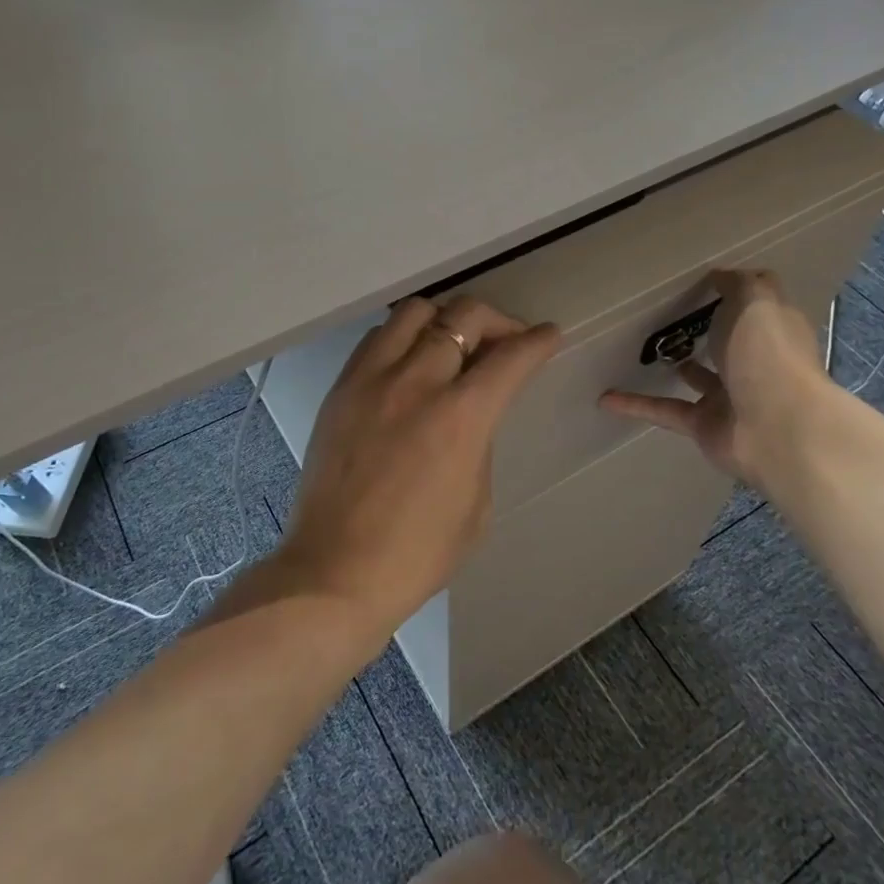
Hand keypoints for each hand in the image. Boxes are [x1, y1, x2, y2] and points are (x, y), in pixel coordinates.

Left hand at [283, 296, 559, 640]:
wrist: (335, 572)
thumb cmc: (419, 552)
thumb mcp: (477, 502)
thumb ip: (479, 441)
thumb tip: (471, 412)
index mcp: (460, 416)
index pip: (510, 356)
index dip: (538, 341)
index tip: (549, 336)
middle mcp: (416, 382)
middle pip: (463, 315)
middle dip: (497, 321)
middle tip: (505, 342)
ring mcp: (371, 380)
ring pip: (414, 312)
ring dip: (445, 318)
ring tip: (453, 343)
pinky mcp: (340, 389)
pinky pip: (376, 338)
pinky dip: (403, 336)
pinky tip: (411, 361)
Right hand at [598, 269, 827, 481]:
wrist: (777, 430)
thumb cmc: (769, 356)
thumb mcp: (756, 302)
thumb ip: (739, 284)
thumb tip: (721, 275)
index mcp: (773, 330)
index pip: (757, 305)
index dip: (736, 291)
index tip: (703, 280)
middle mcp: (755, 363)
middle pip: (729, 342)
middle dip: (708, 330)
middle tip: (671, 312)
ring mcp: (730, 398)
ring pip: (698, 378)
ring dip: (678, 368)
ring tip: (644, 349)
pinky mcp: (704, 426)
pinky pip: (664, 411)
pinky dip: (635, 404)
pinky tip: (605, 397)